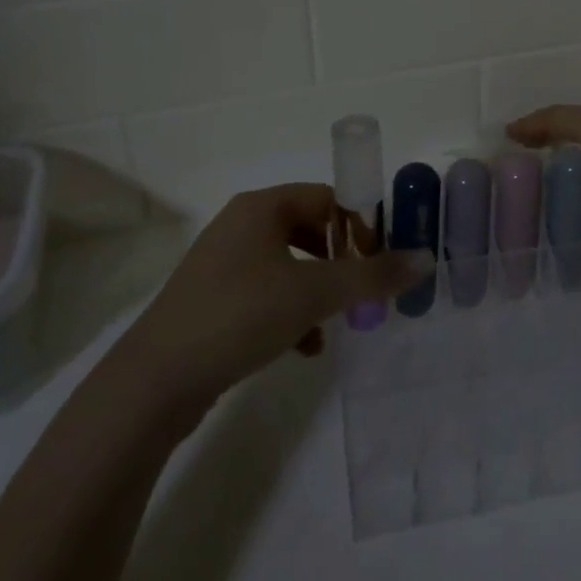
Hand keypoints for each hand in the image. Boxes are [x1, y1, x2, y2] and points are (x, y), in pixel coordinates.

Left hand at [122, 183, 429, 405]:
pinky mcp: (211, 302)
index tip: (381, 259)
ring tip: (339, 324)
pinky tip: (305, 348)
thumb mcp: (315, 293)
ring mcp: (222, 266)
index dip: (359, 224)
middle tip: (364, 290)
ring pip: (289, 267)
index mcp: (261, 208)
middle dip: (342, 262)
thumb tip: (425, 258)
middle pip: (310, 230)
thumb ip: (373, 276)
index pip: (326, 197)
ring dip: (320, 292)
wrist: (155, 382)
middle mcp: (240, 226)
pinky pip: (266, 295)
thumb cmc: (240, 315)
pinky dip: (291, 314)